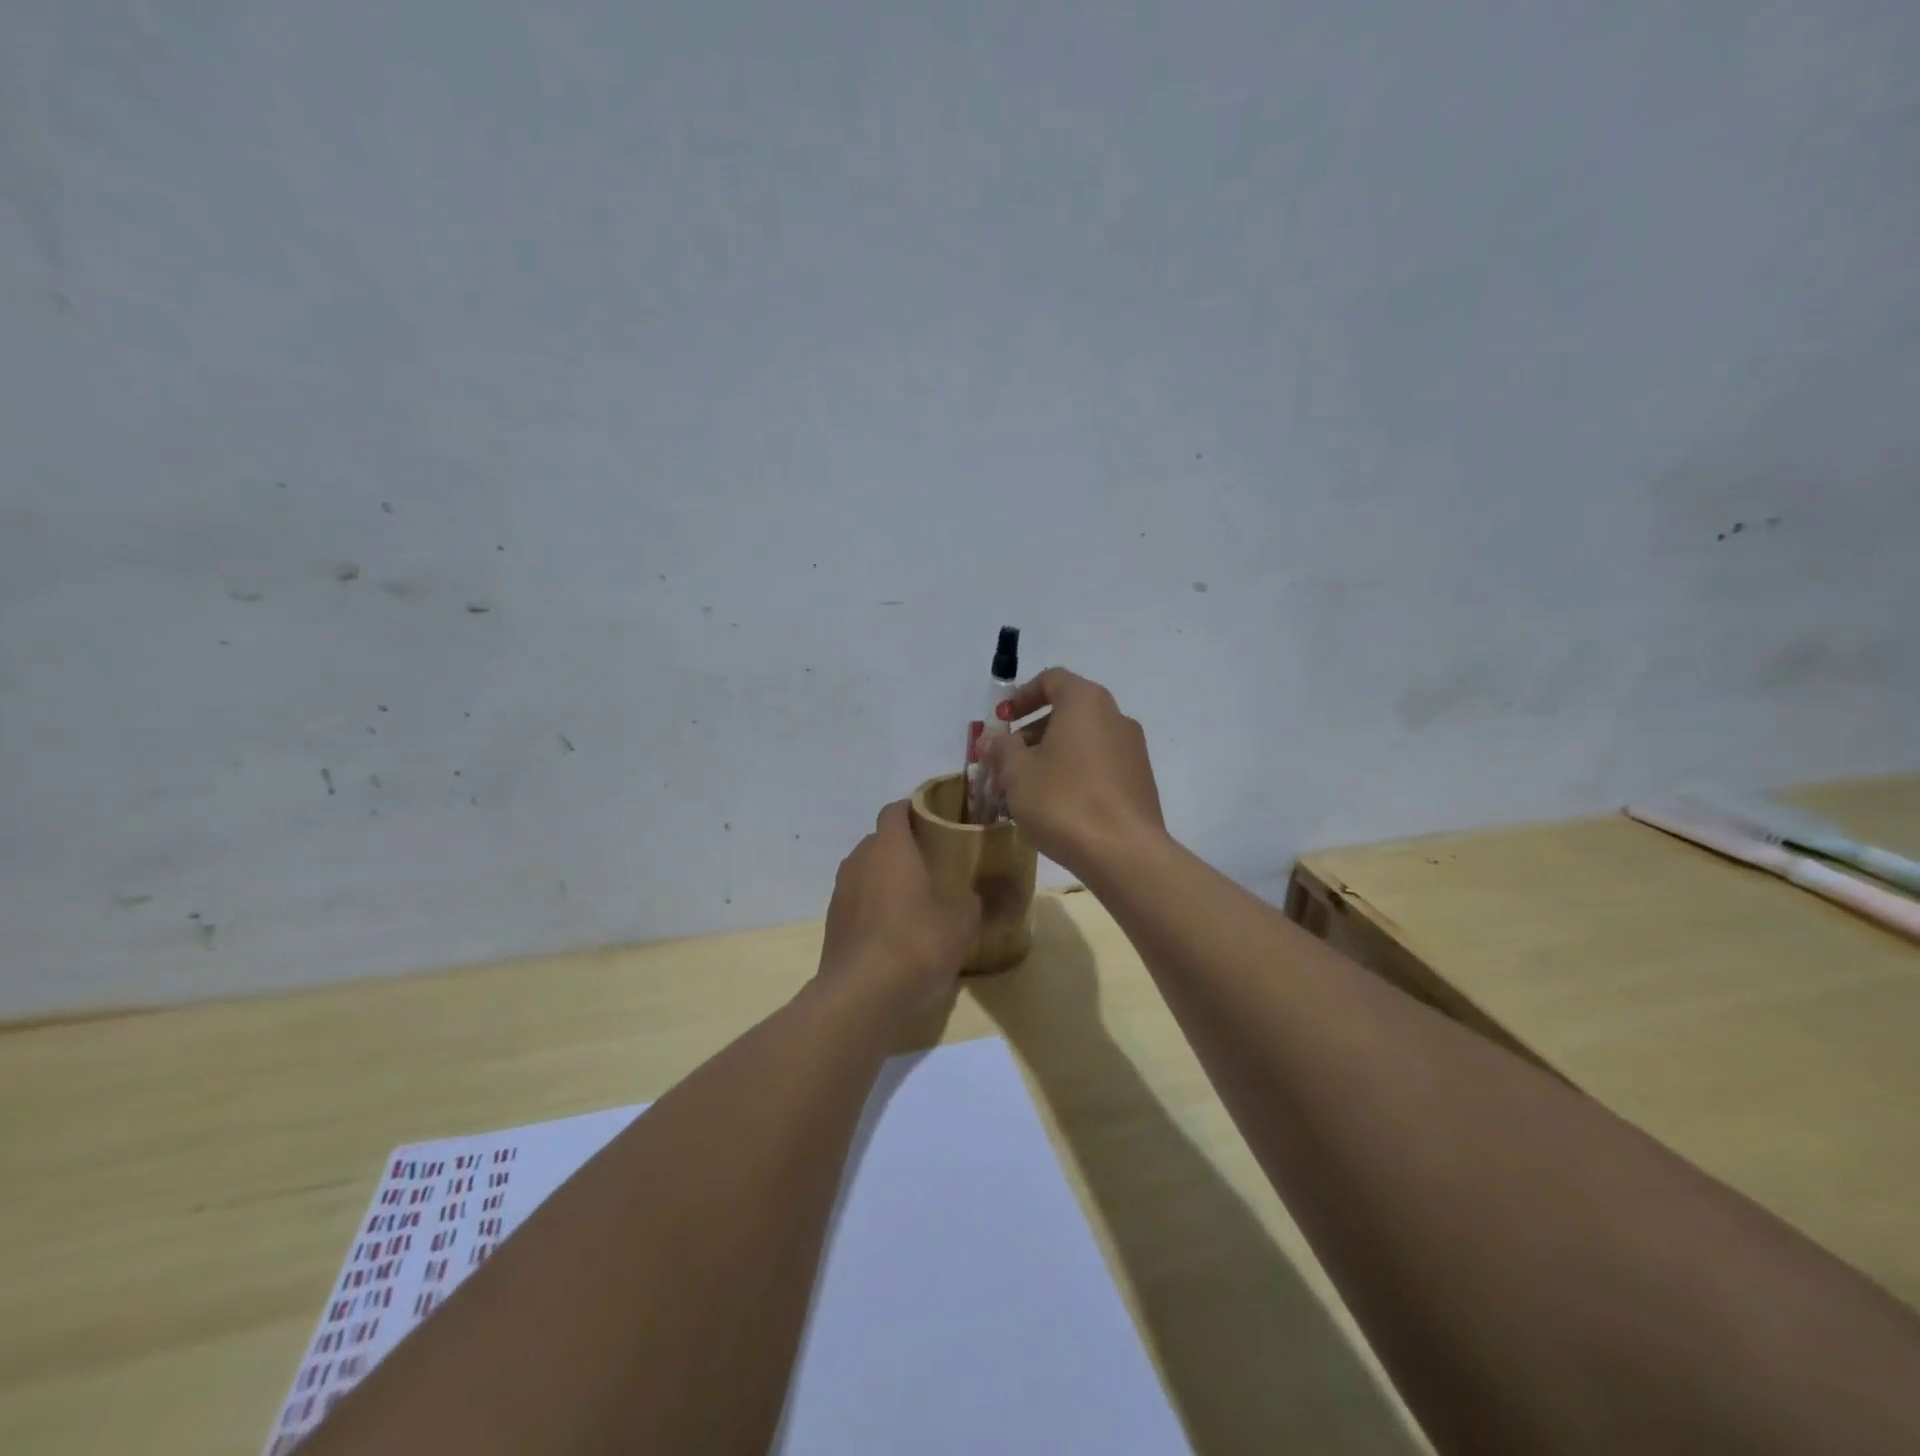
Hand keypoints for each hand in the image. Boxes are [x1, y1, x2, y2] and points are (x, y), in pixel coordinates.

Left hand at [819, 801, 980, 1026]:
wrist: (861, 997)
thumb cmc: (916, 944)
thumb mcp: (961, 922)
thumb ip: (969, 900)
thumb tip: (969, 895)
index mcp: (889, 848)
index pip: (895, 810)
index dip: (914, 809)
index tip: (936, 818)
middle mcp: (859, 861)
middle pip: (880, 841)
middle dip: (903, 847)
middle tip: (933, 862)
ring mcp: (840, 893)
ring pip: (866, 871)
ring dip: (887, 878)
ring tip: (916, 898)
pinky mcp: (833, 924)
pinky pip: (858, 901)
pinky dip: (875, 907)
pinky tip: (896, 931)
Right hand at [983, 668, 1166, 876]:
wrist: (1124, 853)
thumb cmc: (1063, 801)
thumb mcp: (1017, 773)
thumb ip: (1001, 749)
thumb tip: (994, 740)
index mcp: (1086, 702)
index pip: (1052, 680)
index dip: (1021, 696)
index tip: (1002, 721)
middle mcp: (1115, 717)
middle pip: (1067, 712)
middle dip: (1031, 734)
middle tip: (1006, 762)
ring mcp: (1133, 750)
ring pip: (1082, 742)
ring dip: (1050, 757)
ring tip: (1025, 790)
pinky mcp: (1140, 781)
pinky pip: (1099, 766)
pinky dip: (1074, 774)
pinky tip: (1056, 806)